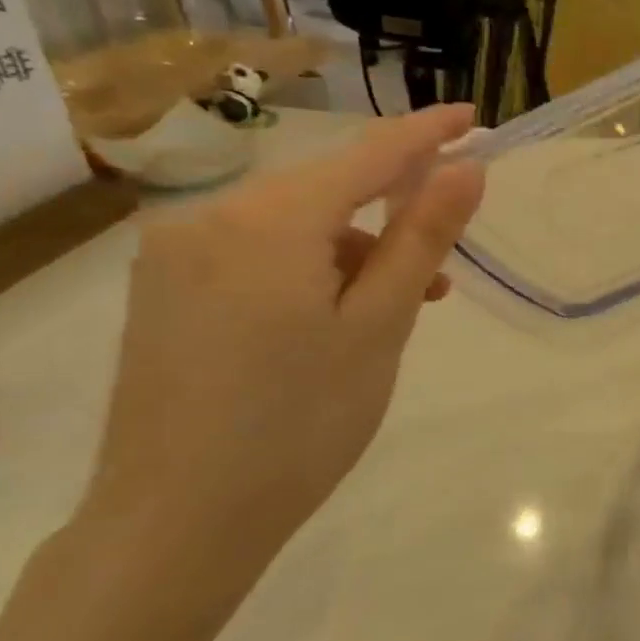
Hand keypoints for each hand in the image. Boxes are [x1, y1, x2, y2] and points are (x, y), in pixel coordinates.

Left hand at [80, 106, 485, 599]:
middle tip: (440, 270)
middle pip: (326, 189)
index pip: (367, 155)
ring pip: (294, 225)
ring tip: (393, 312)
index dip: (427, 133)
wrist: (177, 524)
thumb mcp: (380, 325)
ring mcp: (174, 254)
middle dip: (392, 214)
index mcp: (266, 221)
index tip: (475, 117)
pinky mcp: (164, 289)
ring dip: (354, 252)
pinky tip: (335, 317)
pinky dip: (310, 270)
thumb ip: (422, 236)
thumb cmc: (300, 422)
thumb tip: (467, 167)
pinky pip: (258, 252)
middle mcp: (208, 218)